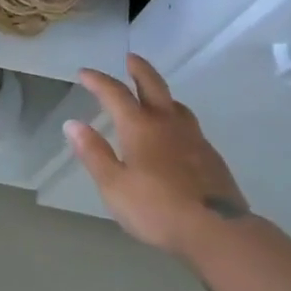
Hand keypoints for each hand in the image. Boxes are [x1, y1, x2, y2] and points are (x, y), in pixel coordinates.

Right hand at [66, 55, 251, 260]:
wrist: (218, 232)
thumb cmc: (157, 209)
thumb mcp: (114, 185)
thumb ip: (93, 153)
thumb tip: (72, 123)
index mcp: (140, 127)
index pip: (115, 93)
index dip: (98, 80)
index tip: (84, 72)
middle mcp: (167, 124)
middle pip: (153, 86)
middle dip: (139, 69)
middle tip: (131, 58)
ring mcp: (193, 138)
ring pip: (176, 105)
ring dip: (161, 93)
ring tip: (153, 95)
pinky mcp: (211, 156)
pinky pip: (190, 125)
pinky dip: (176, 117)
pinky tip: (176, 133)